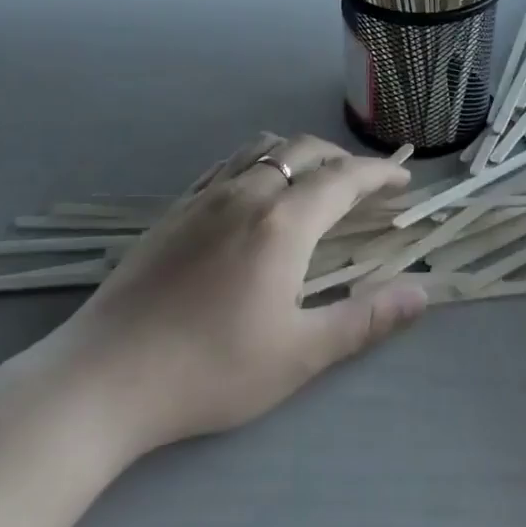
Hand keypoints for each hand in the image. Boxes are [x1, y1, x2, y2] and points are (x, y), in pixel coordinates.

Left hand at [50, 133, 427, 454]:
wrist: (104, 377)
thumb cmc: (210, 370)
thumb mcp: (299, 355)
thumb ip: (365, 319)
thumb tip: (421, 293)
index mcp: (283, 221)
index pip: (344, 178)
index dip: (379, 173)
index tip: (403, 179)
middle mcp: (247, 192)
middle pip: (305, 151)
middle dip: (343, 159)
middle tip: (365, 184)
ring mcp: (205, 196)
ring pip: (264, 148)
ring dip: (300, 154)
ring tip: (315, 180)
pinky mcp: (175, 209)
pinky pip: (228, 163)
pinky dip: (260, 161)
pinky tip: (256, 189)